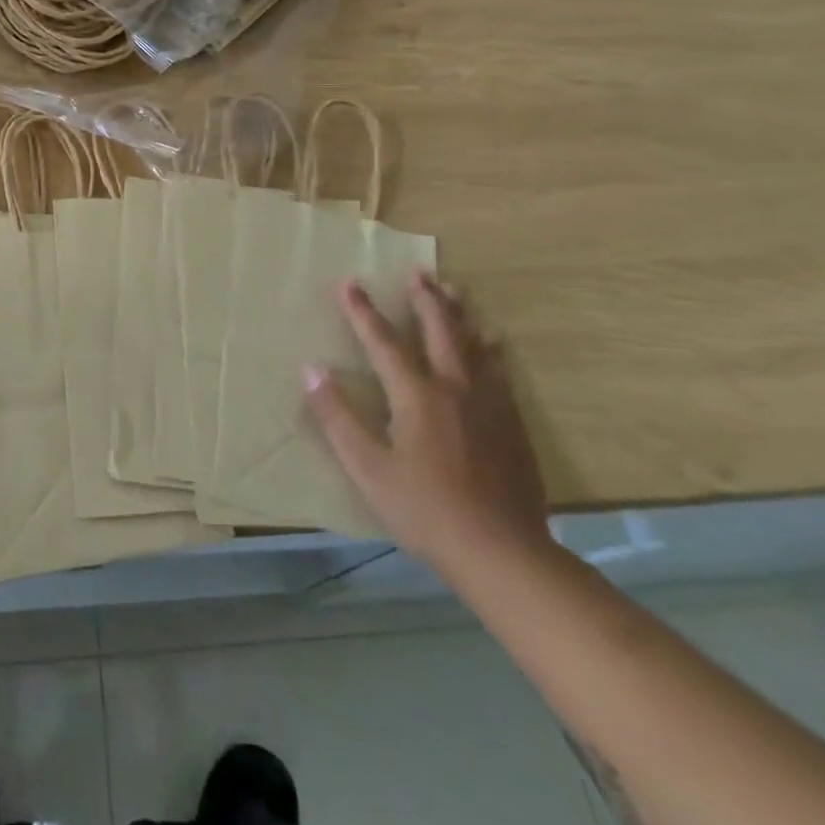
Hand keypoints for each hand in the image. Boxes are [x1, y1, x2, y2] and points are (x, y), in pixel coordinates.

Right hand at [304, 272, 548, 572]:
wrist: (502, 552)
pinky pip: (500, 369)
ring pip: (474, 343)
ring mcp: (490, 403)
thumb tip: (312, 369)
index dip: (362, 311)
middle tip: (418, 272)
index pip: (383, 341)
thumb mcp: (367, 468)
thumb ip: (337, 416)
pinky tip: (493, 343)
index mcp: (416, 395)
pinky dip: (490, 347)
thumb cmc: (425, 510)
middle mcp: (455, 386)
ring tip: (454, 289)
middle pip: (440, 329)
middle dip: (425, 298)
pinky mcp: (513, 422)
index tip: (349, 283)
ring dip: (460, 313)